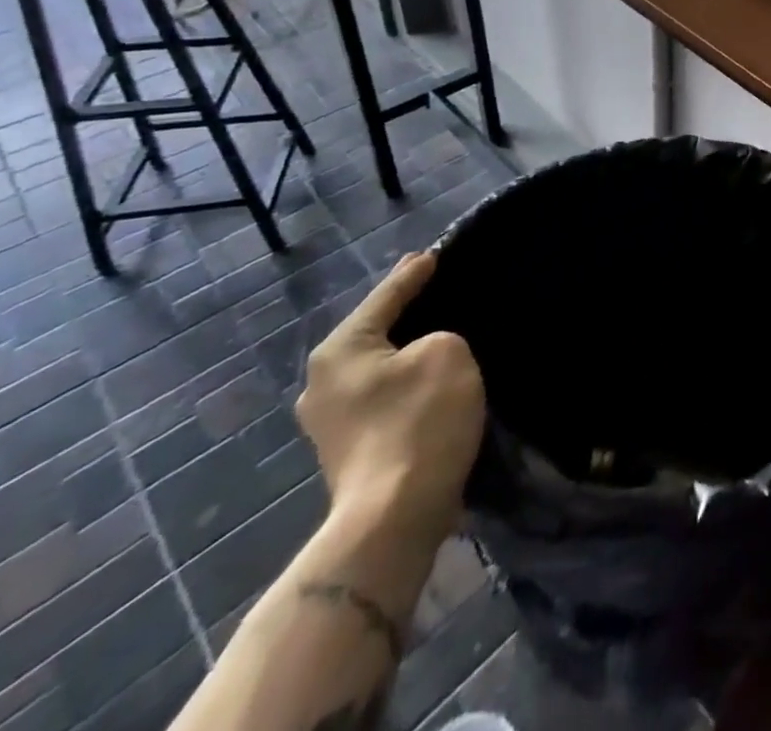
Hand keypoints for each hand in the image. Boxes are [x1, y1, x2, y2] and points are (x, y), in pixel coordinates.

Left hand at [297, 253, 484, 547]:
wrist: (394, 517)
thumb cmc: (419, 420)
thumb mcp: (448, 352)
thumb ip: (439, 336)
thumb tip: (426, 353)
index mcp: (340, 350)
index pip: (386, 295)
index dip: (415, 272)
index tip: (435, 253)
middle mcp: (323, 382)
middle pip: (375, 332)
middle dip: (407, 314)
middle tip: (441, 293)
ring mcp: (329, 423)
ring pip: (379, 368)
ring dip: (407, 354)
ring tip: (442, 338)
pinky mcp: (349, 451)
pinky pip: (383, 397)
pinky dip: (406, 384)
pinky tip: (432, 382)